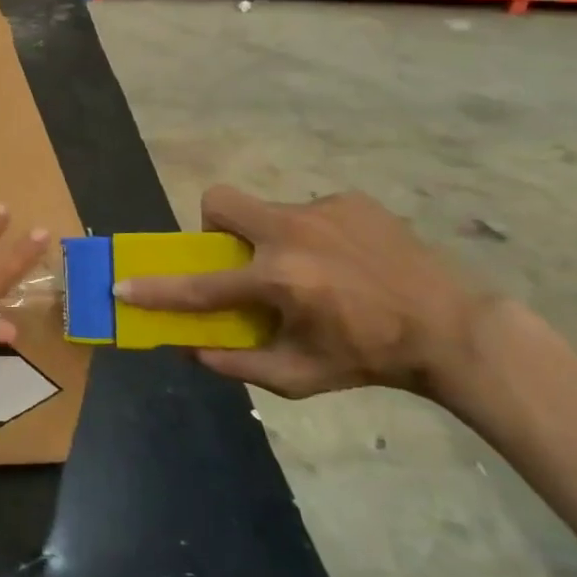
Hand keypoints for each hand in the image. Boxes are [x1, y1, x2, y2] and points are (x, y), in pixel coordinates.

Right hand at [115, 185, 490, 399]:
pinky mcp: (350, 200)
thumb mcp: (300, 377)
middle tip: (239, 258)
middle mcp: (292, 234)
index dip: (156, 289)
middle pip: (220, 202)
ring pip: (266, 209)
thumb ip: (238, 364)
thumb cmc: (370, 358)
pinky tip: (344, 261)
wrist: (453, 328)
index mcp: (279, 280)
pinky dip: (311, 235)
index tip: (122, 284)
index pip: (201, 285)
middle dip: (213, 226)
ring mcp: (322, 210)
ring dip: (271, 238)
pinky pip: (308, 212)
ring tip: (311, 269)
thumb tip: (192, 349)